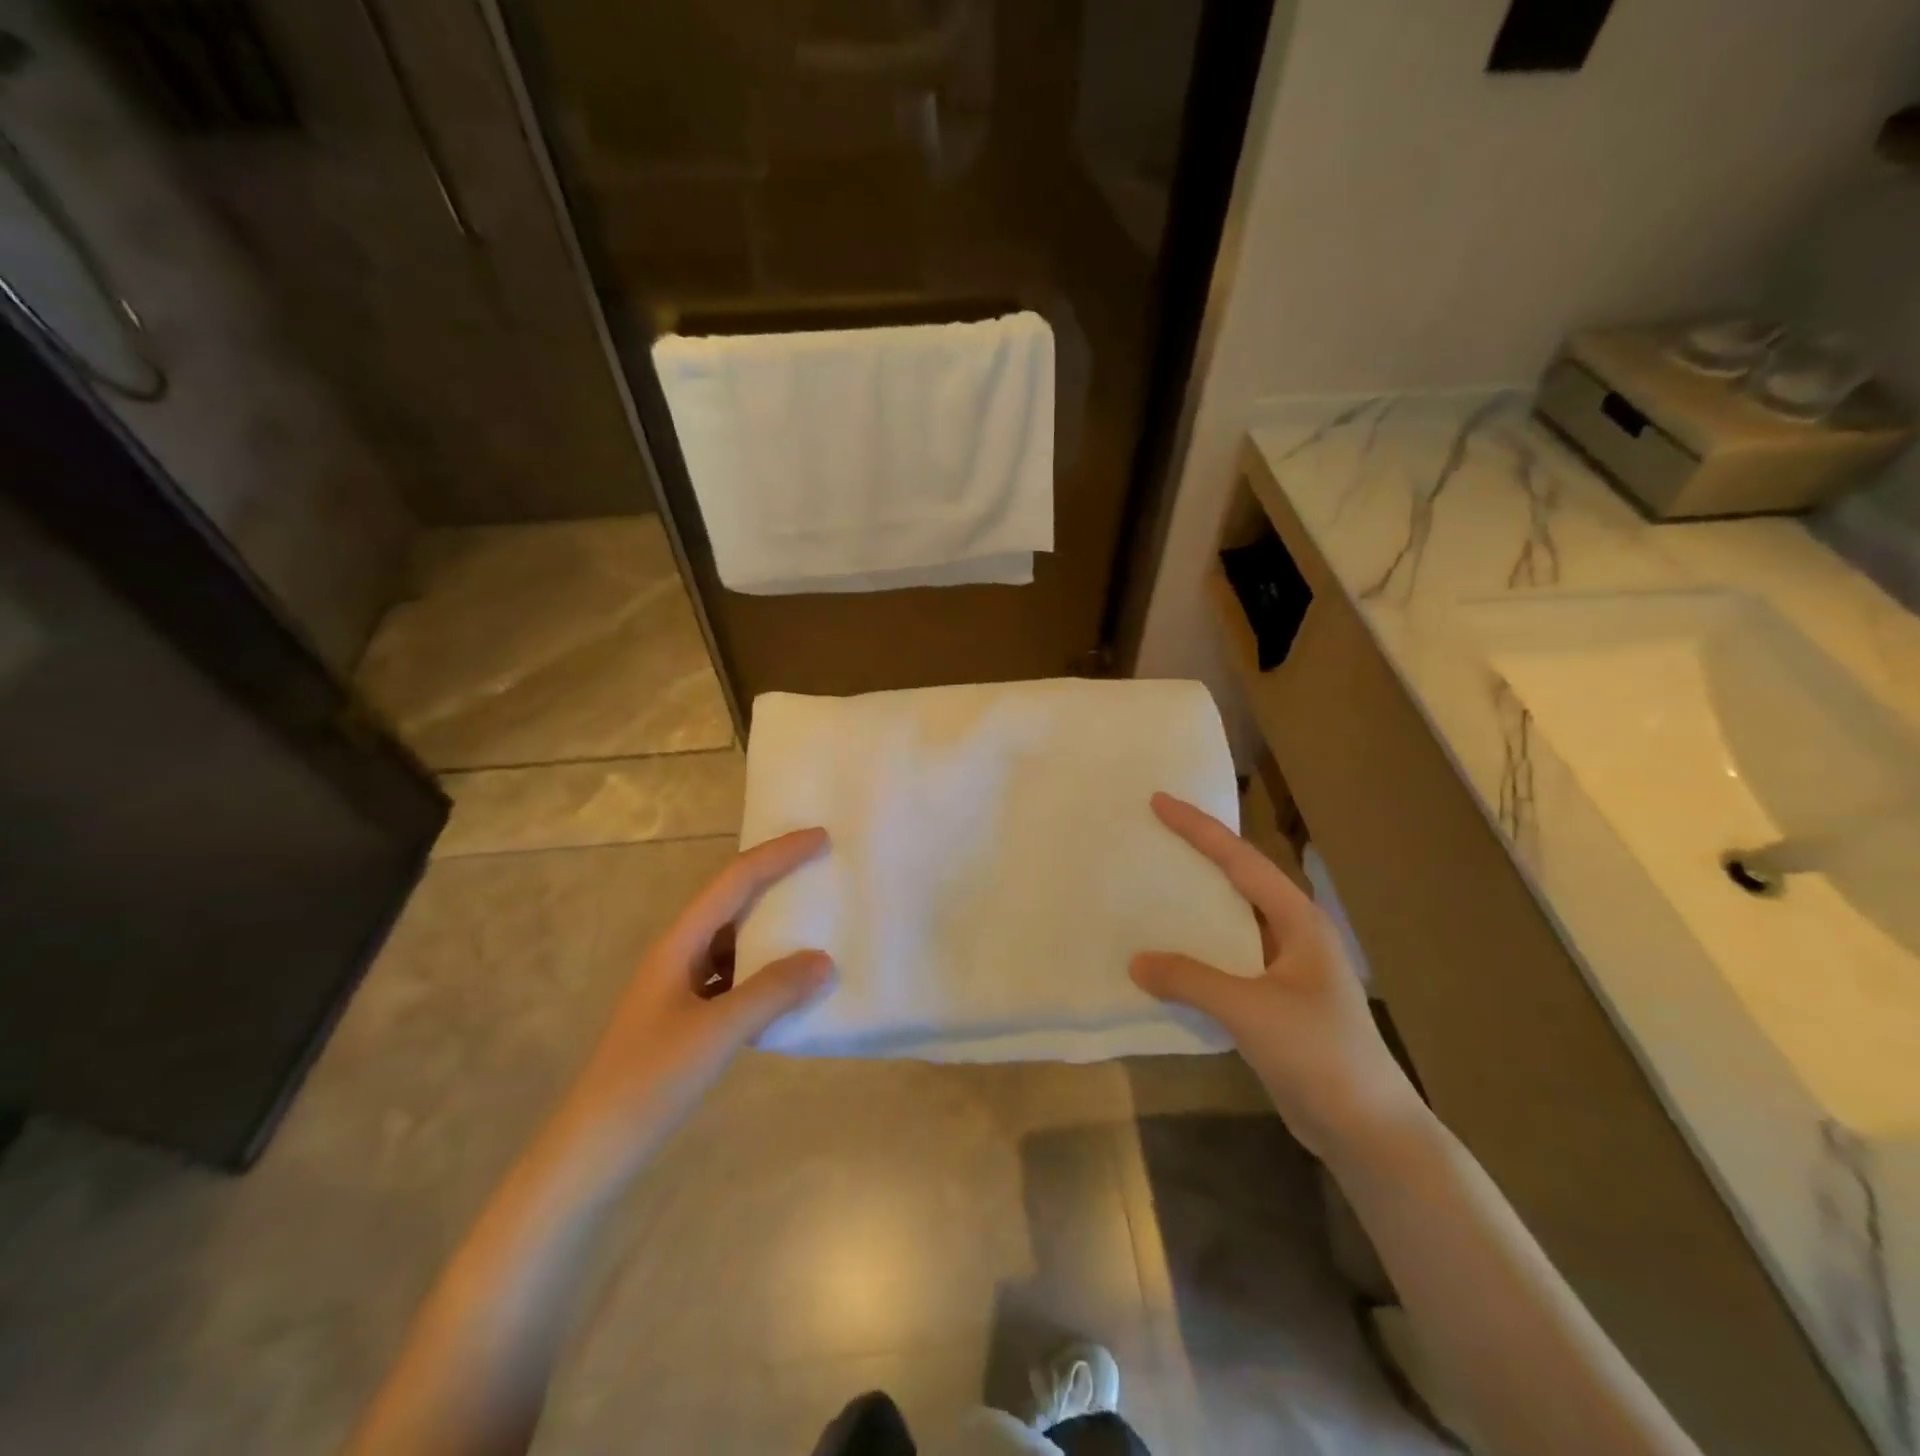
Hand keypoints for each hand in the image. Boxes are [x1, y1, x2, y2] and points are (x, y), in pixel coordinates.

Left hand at [557, 829, 834, 1159]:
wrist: (593, 1148)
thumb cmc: (650, 1080)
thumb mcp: (717, 1033)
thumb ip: (772, 993)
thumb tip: (824, 961)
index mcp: (680, 943)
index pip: (735, 881)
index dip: (778, 854)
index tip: (821, 838)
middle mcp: (680, 953)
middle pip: (733, 901)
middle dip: (776, 879)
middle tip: (823, 868)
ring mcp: (682, 985)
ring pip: (735, 939)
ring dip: (772, 926)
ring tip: (816, 919)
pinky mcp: (687, 1015)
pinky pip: (735, 975)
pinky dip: (765, 970)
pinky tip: (790, 984)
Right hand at [1130, 794, 1423, 1159]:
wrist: (1368, 1130)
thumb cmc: (1320, 1055)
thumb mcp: (1252, 1011)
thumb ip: (1192, 981)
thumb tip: (1136, 962)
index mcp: (1299, 922)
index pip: (1241, 861)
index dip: (1199, 829)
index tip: (1159, 801)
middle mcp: (1293, 935)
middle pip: (1238, 881)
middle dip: (1198, 854)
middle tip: (1153, 833)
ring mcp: (1285, 970)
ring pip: (1231, 921)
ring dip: (1195, 904)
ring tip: (1151, 885)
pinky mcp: (1274, 1001)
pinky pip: (1226, 960)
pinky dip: (1196, 950)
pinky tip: (1167, 955)